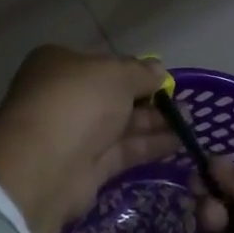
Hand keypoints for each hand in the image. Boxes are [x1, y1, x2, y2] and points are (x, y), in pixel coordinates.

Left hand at [0, 46, 174, 232]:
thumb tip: (159, 70)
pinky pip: (121, 152)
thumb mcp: (116, 74)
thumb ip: (140, 72)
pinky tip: (178, 143)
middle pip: (112, 95)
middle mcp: (63, 96)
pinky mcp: (85, 169)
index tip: (162, 77)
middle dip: (148, 98)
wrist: (44, 166)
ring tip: (189, 123)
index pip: (102, 63)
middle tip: (183, 104)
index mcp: (59, 64)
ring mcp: (73, 134)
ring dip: (153, 123)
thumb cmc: (78, 102)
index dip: (133, 70)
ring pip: (119, 125)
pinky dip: (148, 146)